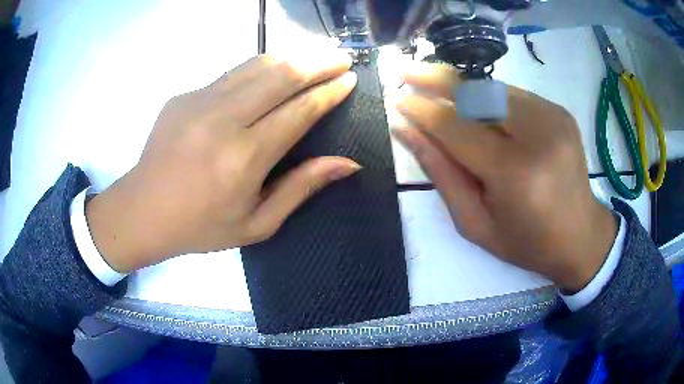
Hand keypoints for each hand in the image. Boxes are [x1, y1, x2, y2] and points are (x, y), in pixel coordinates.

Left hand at [86, 52, 359, 272]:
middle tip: (341, 58)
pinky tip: (273, 72)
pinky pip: (232, 73)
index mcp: (244, 158)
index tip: (350, 80)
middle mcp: (223, 120)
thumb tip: (348, 163)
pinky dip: (261, 67)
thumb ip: (301, 188)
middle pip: (281, 75)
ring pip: (257, 64)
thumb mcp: (257, 224)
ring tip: (315, 56)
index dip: (329, 92)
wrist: (142, 211)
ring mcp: (199, 101)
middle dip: (319, 62)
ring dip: (292, 56)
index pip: (299, 111)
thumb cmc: (201, 226)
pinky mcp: (184, 95)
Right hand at [392, 63, 617, 291]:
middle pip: (476, 94)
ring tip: (432, 84)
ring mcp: (553, 117)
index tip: (394, 99)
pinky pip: (512, 95)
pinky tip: (474, 107)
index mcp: (515, 174)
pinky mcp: (559, 111)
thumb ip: (441, 174)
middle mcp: (538, 135)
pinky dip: (487, 97)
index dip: (421, 110)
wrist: (581, 236)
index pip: (456, 127)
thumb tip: (406, 130)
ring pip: (493, 89)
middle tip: (403, 71)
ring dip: (460, 87)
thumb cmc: (526, 242)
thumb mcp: (475, 223)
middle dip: (435, 79)